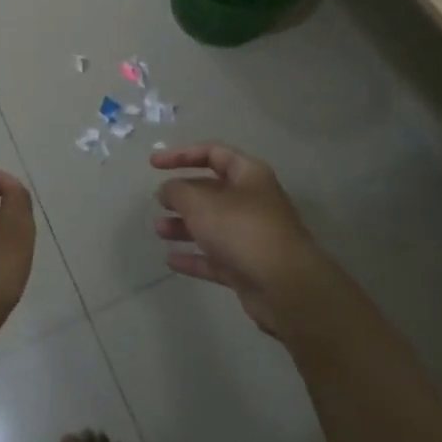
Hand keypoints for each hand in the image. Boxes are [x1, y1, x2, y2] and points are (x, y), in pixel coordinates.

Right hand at [152, 143, 332, 336]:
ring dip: (184, 226)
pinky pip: (215, 257)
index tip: (154, 164)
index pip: (212, 153)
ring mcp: (251, 236)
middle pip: (211, 190)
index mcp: (248, 175)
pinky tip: (171, 261)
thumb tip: (167, 189)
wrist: (287, 288)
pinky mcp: (248, 267)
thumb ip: (177, 191)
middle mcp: (252, 201)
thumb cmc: (242, 230)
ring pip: (212, 225)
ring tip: (159, 230)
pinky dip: (194, 257)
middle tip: (159, 201)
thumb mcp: (201, 203)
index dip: (181, 155)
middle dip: (182, 195)